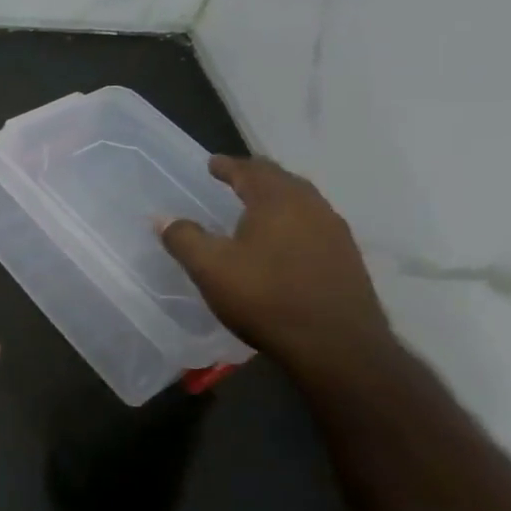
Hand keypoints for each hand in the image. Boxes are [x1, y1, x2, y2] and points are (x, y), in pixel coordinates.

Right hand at [159, 155, 391, 373]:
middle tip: (235, 178)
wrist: (337, 347)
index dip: (227, 166)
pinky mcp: (347, 258)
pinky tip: (285, 239)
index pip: (249, 171)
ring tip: (258, 206)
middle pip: (281, 179)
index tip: (212, 163)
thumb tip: (162, 218)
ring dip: (278, 197)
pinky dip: (294, 220)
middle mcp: (311, 206)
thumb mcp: (210, 269)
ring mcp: (335, 232)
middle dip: (256, 176)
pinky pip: (315, 224)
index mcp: (277, 200)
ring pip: (302, 201)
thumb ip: (184, 238)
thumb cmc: (266, 298)